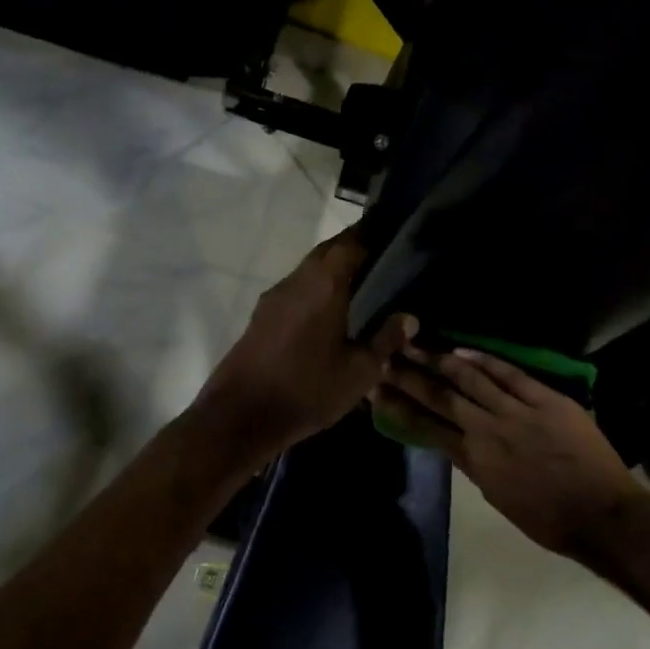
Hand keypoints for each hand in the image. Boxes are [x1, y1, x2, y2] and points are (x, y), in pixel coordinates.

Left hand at [192, 228, 415, 466]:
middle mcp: (297, 280)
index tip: (394, 233)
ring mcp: (274, 296)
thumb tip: (409, 318)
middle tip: (382, 257)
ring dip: (332, 269)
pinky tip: (330, 310)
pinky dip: (316, 289)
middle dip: (353, 248)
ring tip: (361, 283)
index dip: (373, 234)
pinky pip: (296, 289)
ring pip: (309, 270)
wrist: (240, 415)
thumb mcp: (359, 372)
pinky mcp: (261, 315)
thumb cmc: (307, 390)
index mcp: (324, 284)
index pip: (352, 242)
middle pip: (328, 251)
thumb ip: (385, 340)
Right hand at [372, 345, 646, 556]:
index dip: (399, 407)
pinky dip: (485, 360)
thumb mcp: (498, 498)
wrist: (602, 516)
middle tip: (385, 356)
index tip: (376, 389)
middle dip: (409, 376)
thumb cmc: (549, 520)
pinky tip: (462, 350)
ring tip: (415, 345)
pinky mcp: (545, 400)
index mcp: (474, 461)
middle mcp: (487, 431)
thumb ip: (475, 466)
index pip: (426, 427)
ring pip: (470, 379)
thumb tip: (457, 443)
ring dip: (439, 360)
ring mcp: (517, 412)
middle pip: (440, 397)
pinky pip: (510, 374)